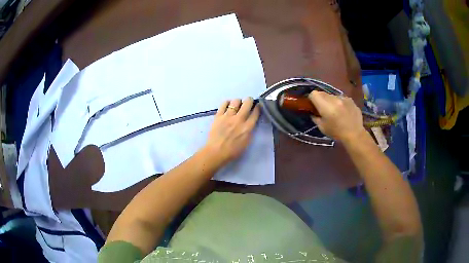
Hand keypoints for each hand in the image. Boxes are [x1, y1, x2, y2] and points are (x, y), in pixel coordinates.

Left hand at [204, 97, 259, 164]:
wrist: (216, 152)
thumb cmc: (232, 151)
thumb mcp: (246, 142)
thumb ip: (249, 131)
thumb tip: (250, 122)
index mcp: (247, 127)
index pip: (255, 112)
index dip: (258, 107)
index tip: (257, 105)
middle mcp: (239, 119)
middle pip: (247, 103)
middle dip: (249, 100)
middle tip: (248, 102)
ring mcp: (228, 116)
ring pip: (236, 101)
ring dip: (238, 101)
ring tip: (237, 104)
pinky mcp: (218, 116)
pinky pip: (224, 104)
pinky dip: (227, 102)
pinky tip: (228, 105)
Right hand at [308, 90, 364, 141]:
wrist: (355, 135)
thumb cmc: (336, 132)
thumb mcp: (322, 127)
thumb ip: (315, 117)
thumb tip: (313, 113)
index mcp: (325, 105)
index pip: (314, 94)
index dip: (312, 99)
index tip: (313, 106)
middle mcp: (334, 98)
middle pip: (323, 93)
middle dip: (321, 100)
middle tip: (324, 109)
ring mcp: (343, 98)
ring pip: (333, 96)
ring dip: (332, 101)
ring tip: (336, 111)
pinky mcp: (350, 100)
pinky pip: (342, 99)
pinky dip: (340, 103)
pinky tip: (344, 112)